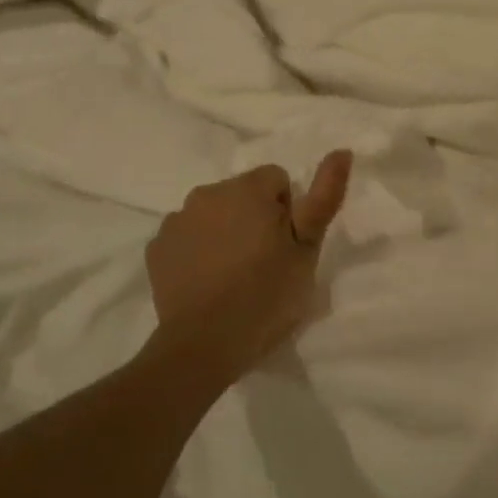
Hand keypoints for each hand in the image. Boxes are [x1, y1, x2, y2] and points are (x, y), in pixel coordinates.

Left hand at [143, 152, 353, 389]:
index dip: (288, 212)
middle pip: (242, 193)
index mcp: (247, 188)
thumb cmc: (266, 295)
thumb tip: (341, 151)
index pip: (277, 179)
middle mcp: (207, 193)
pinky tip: (207, 282)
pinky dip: (198, 251)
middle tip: (265, 263)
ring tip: (235, 275)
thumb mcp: (307, 249)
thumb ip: (324, 196)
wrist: (204, 346)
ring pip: (213, 214)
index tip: (286, 246)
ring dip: (226, 232)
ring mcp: (177, 220)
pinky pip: (187, 237)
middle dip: (255, 218)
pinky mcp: (156, 249)